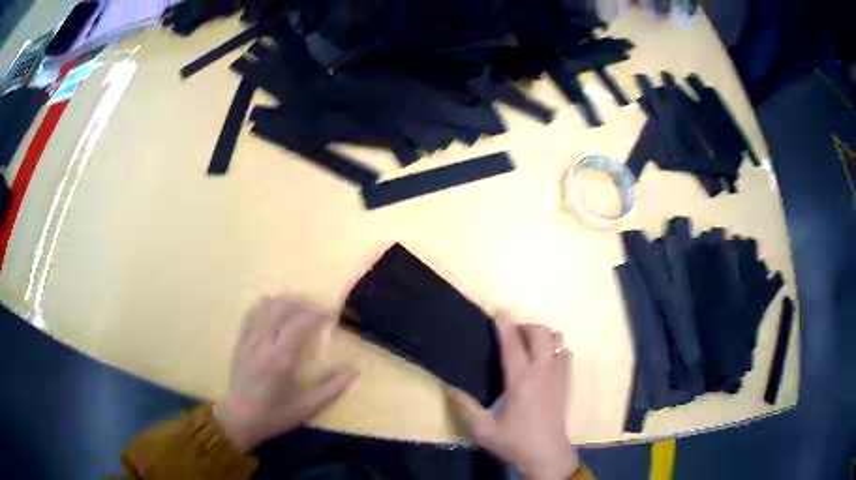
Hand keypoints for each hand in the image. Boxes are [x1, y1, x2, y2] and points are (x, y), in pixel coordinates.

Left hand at [213, 295, 357, 451]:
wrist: (239, 419)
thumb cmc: (275, 414)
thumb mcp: (308, 407)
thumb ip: (332, 389)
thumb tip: (354, 371)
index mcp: (281, 357)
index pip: (301, 322)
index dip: (318, 314)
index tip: (332, 315)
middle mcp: (264, 342)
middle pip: (283, 307)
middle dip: (303, 304)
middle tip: (317, 312)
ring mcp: (249, 339)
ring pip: (265, 306)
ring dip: (284, 303)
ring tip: (298, 312)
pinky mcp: (240, 341)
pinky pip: (251, 314)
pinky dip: (265, 308)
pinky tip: (273, 314)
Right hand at [447, 316, 577, 479]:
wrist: (547, 453)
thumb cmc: (514, 441)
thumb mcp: (483, 429)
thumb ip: (465, 407)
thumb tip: (448, 387)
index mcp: (520, 382)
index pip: (513, 345)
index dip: (505, 326)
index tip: (498, 314)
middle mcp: (542, 372)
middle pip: (540, 333)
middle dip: (525, 326)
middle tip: (511, 334)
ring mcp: (558, 375)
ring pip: (556, 340)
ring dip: (542, 336)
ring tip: (528, 345)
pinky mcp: (567, 381)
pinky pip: (565, 353)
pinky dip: (555, 348)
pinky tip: (543, 360)